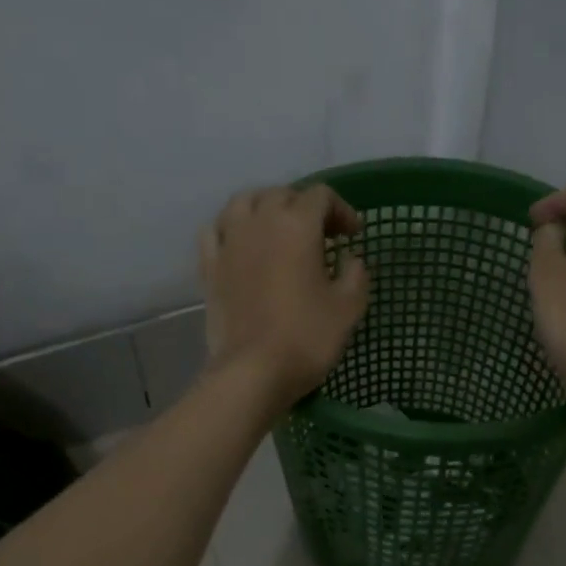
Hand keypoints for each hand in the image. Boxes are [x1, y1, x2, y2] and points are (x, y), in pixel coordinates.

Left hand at [200, 185, 369, 413]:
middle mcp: (259, 223)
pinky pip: (216, 230)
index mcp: (297, 226)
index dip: (342, 210)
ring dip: (265, 207)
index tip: (353, 236)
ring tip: (279, 229)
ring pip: (244, 202)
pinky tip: (242, 242)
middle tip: (322, 234)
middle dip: (305, 206)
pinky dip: (231, 227)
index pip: (320, 196)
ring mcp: (229, 243)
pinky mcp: (209, 266)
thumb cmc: (308, 337)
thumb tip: (351, 259)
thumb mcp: (349, 307)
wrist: (254, 371)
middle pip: (282, 194)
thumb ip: (356, 274)